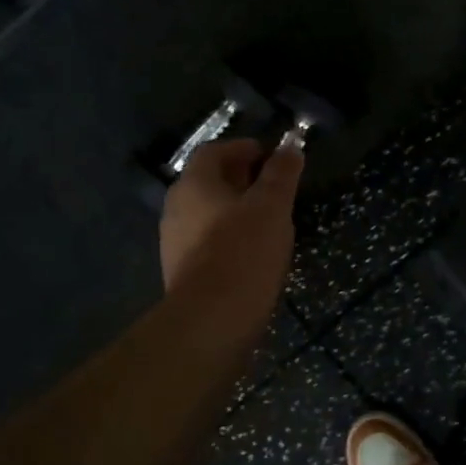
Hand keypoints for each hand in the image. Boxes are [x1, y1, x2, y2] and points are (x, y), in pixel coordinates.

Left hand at [159, 138, 303, 333]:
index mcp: (194, 184)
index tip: (270, 156)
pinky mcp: (182, 271)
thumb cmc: (244, 252)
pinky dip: (228, 236)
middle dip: (240, 178)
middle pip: (208, 182)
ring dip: (235, 209)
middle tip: (273, 185)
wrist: (211, 320)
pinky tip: (252, 251)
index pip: (213, 151)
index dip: (243, 148)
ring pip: (207, 213)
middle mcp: (176, 208)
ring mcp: (175, 242)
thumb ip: (281, 173)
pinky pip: (207, 241)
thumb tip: (291, 144)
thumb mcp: (272, 206)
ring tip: (268, 218)